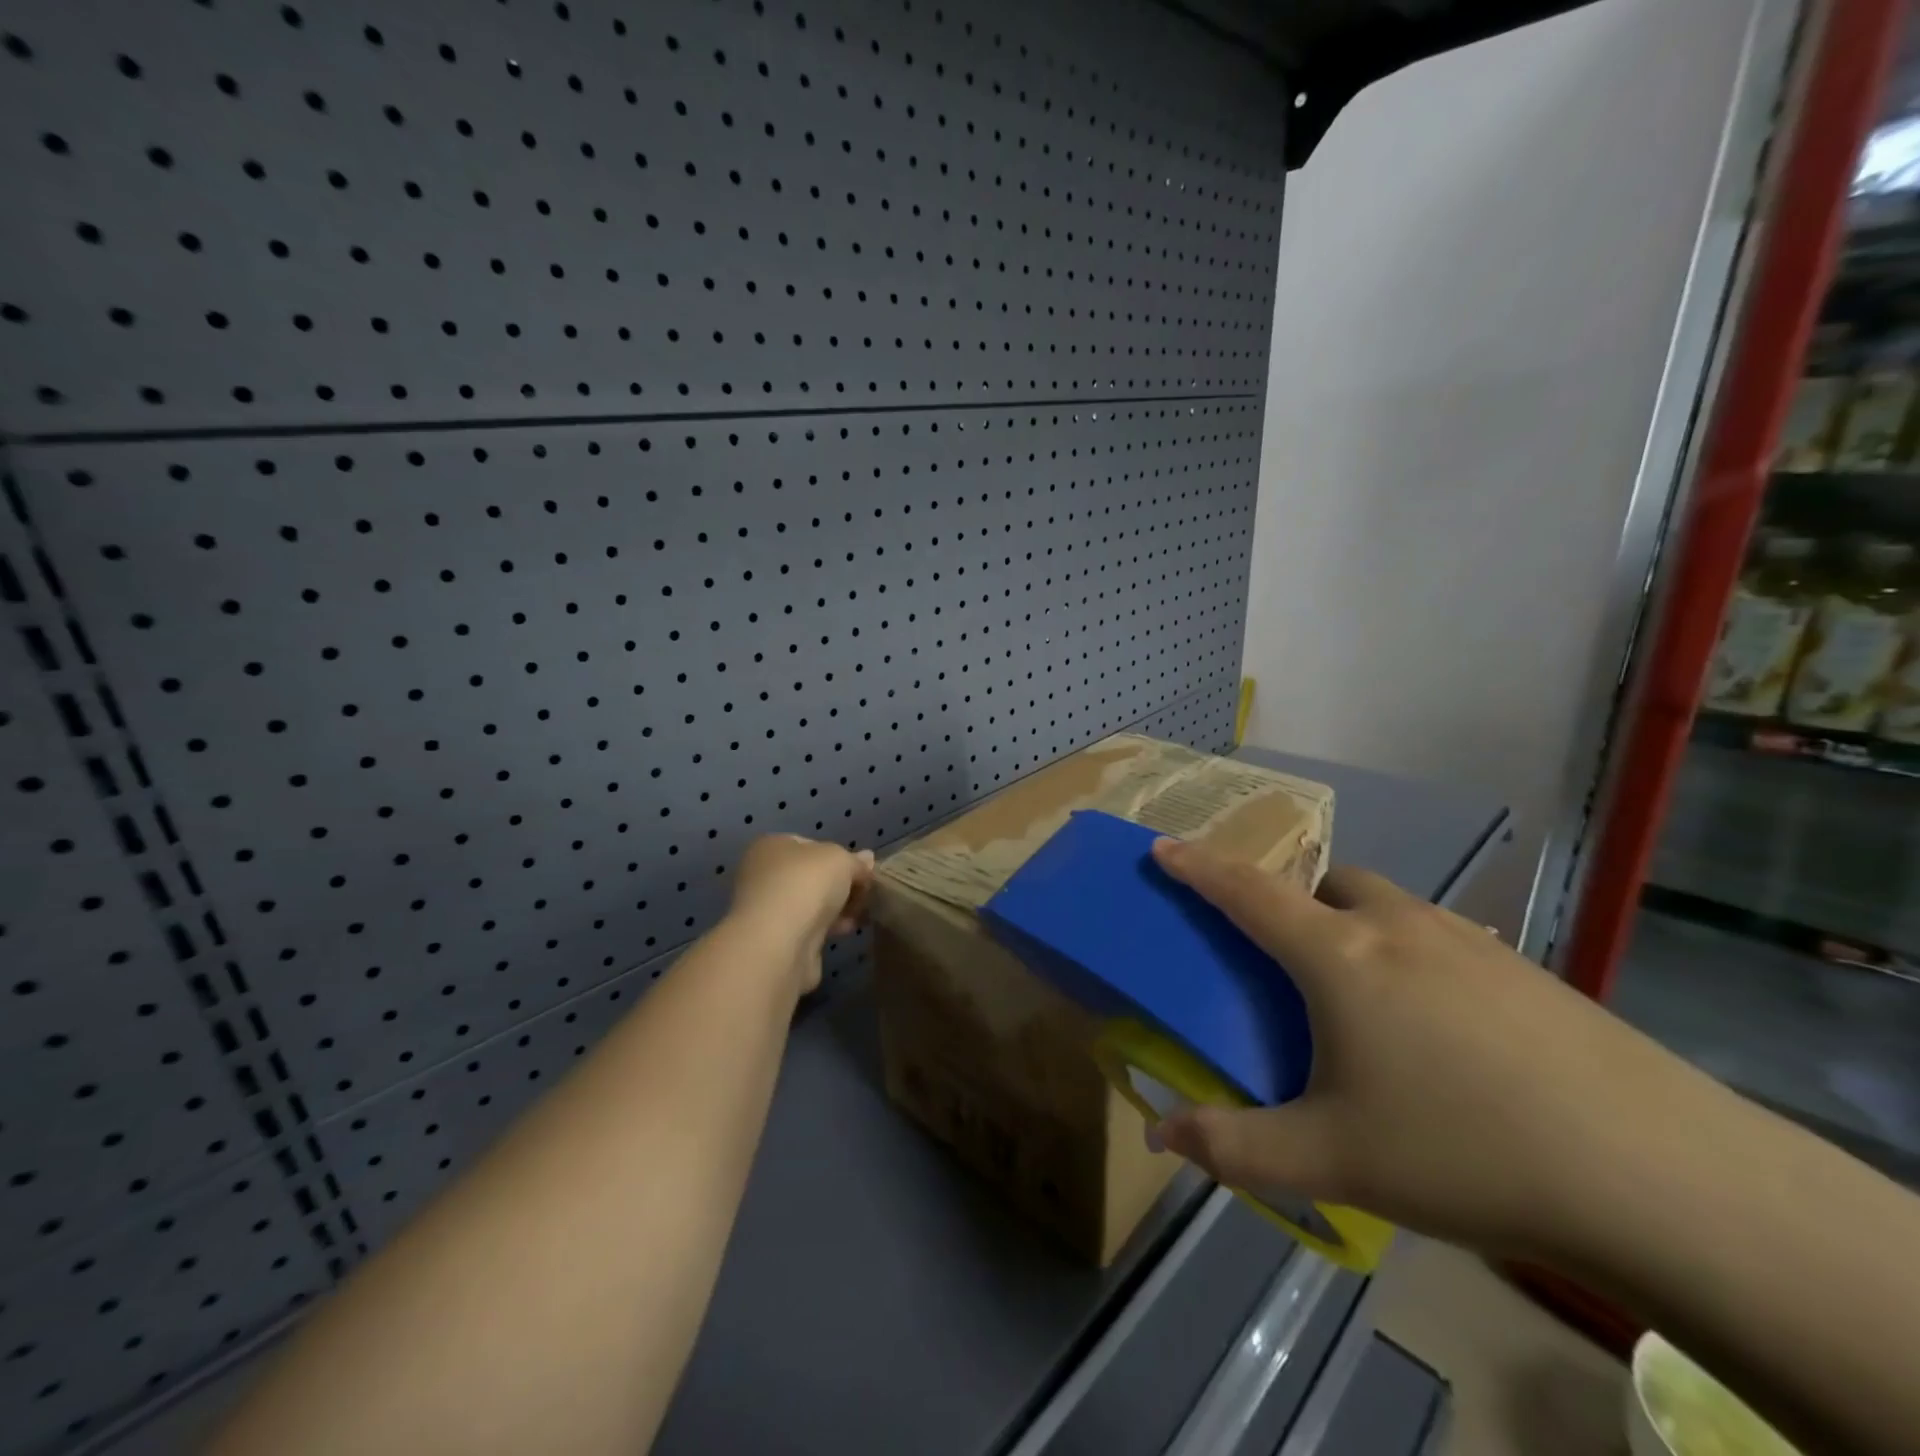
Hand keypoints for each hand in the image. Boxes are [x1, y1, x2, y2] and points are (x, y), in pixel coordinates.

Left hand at [728, 835, 875, 990]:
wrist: (781, 944)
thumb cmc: (806, 885)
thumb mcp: (841, 860)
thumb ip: (855, 861)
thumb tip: (867, 860)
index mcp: (770, 846)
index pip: (810, 845)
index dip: (839, 855)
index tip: (860, 870)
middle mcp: (763, 874)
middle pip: (811, 875)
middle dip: (839, 884)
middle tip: (864, 892)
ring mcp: (767, 909)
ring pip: (810, 902)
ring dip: (835, 907)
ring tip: (861, 912)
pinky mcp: (775, 939)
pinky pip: (808, 927)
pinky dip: (827, 927)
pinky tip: (847, 929)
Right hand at [1148, 838, 1693, 1257]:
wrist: (1659, 1175)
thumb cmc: (1463, 1151)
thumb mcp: (1332, 1160)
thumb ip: (1234, 1146)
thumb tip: (1160, 1135)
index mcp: (1337, 957)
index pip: (1247, 892)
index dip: (1198, 866)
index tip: (1164, 847)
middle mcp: (1395, 927)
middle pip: (1323, 885)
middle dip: (1292, 903)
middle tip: (1288, 962)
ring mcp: (1466, 940)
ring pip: (1385, 906)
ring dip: (1353, 926)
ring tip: (1365, 1000)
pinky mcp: (1522, 967)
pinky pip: (1438, 936)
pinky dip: (1411, 955)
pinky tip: (1441, 1028)